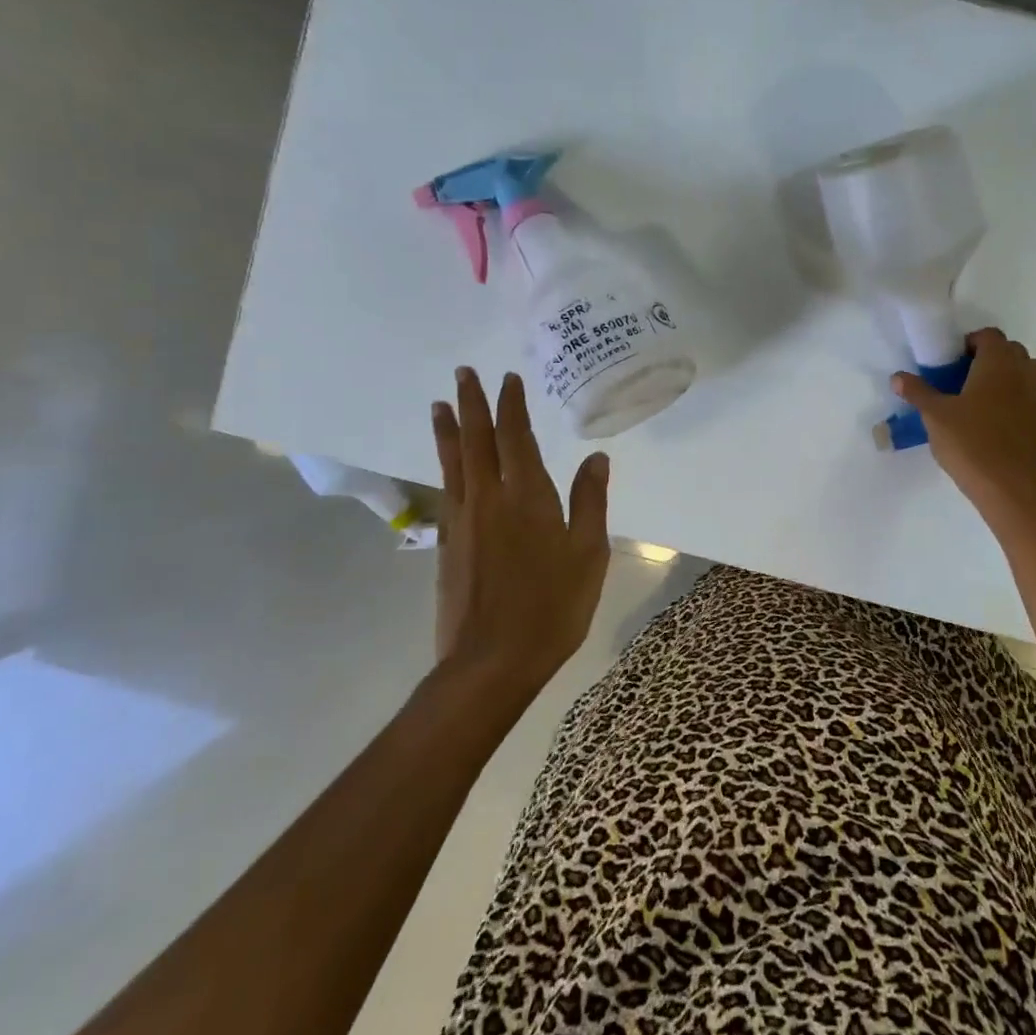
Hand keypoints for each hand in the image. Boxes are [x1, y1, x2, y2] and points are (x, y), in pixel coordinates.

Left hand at [430, 367, 611, 693]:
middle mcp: (488, 498)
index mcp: (526, 497)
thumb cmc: (552, 606)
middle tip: (463, 373)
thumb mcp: (589, 554)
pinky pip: (445, 490)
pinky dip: (443, 466)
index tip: (508, 379)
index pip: (516, 437)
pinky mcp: (447, 545)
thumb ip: (590, 501)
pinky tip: (445, 465)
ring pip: (453, 463)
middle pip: (476, 441)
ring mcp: (463, 521)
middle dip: (472, 404)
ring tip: (440, 405)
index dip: (511, 406)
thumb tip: (595, 457)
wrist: (491, 662)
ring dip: (448, 430)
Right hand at [894, 327, 1035, 518]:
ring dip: (1021, 376)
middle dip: (995, 358)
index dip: (972, 343)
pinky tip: (1013, 421)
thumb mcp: (934, 415)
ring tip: (998, 396)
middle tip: (971, 379)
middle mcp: (1027, 372)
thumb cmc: (968, 442)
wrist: (1005, 487)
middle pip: (1015, 352)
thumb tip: (897, 377)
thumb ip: (917, 392)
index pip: (989, 336)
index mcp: (998, 363)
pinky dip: (1031, 404)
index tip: (955, 361)